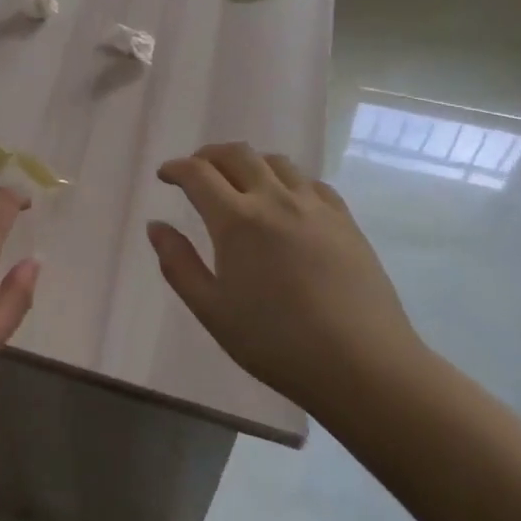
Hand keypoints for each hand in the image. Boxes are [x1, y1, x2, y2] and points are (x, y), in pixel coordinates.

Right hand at [147, 142, 426, 427]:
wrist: (364, 366)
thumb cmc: (278, 344)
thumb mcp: (213, 311)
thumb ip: (178, 264)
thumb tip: (156, 226)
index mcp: (236, 220)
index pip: (197, 173)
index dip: (176, 168)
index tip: (165, 175)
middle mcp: (274, 199)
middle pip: (236, 154)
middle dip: (208, 155)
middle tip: (196, 170)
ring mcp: (314, 206)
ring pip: (275, 161)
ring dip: (248, 162)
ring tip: (240, 181)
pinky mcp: (344, 220)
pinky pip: (311, 182)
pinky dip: (287, 180)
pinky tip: (287, 201)